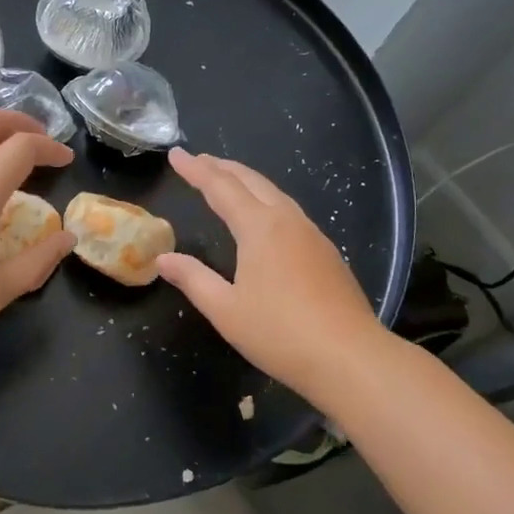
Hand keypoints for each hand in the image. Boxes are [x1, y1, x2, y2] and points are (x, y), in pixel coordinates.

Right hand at [157, 149, 386, 405]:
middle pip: (251, 181)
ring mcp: (312, 234)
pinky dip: (266, 200)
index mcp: (259, 228)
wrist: (350, 358)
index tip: (176, 155)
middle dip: (222, 167)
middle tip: (198, 160)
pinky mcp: (327, 252)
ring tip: (227, 180)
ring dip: (246, 181)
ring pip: (274, 193)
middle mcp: (287, 221)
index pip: (220, 187)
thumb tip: (163, 258)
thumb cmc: (280, 334)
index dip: (195, 170)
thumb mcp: (225, 310)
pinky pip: (290, 211)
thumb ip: (193, 279)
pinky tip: (265, 216)